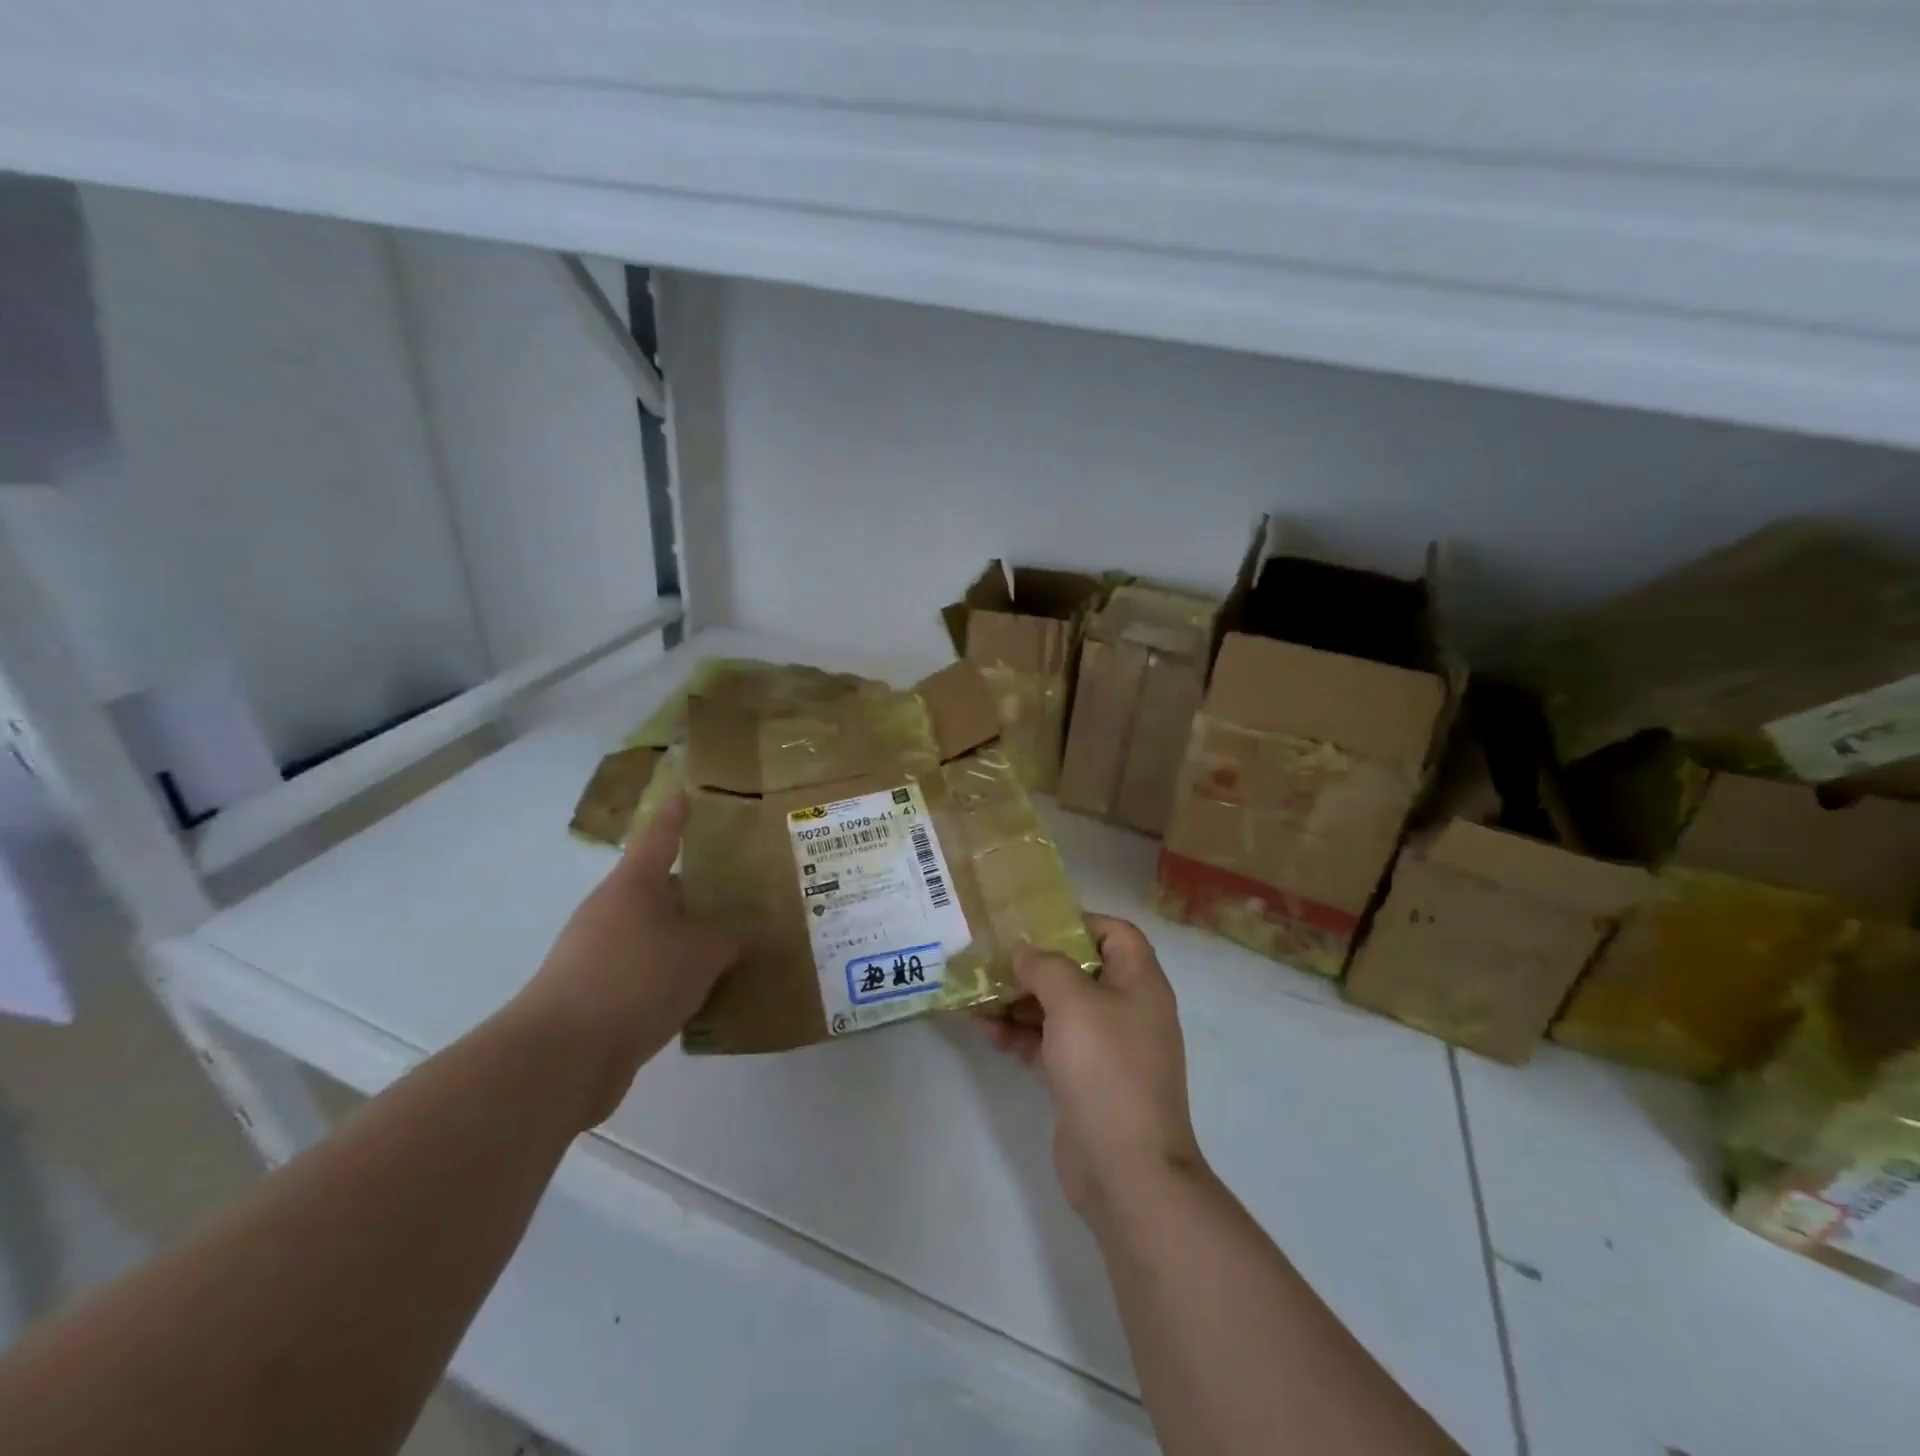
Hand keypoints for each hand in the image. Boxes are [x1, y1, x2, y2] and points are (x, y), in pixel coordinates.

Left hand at [515, 793, 740, 1125]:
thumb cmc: (636, 979)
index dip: (678, 812)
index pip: (661, 834)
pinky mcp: (595, 993)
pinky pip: (646, 971)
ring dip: (689, 937)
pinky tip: (706, 992)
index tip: (690, 791)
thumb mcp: (701, 954)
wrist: (561, 1057)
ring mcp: (598, 952)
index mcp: (635, 883)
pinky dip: (674, 976)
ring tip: (735, 944)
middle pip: (661, 887)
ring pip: (656, 932)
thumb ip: (732, 939)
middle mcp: (612, 909)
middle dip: (699, 888)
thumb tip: (749, 933)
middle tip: (744, 887)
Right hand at [980, 914, 1204, 1225]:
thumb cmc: (1106, 1068)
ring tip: (976, 993)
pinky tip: (984, 1030)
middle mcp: (1126, 1009)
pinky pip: (1048, 1043)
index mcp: (1139, 982)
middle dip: (1035, 964)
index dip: (1078, 922)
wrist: (1127, 1170)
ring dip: (1019, 999)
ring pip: (1058, 1009)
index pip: (1116, 933)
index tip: (1034, 925)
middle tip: (992, 957)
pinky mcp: (1083, 1080)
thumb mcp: (1073, 1002)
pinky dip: (1020, 1034)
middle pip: (1079, 971)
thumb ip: (1045, 966)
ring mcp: (1105, 1048)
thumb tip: (1024, 949)